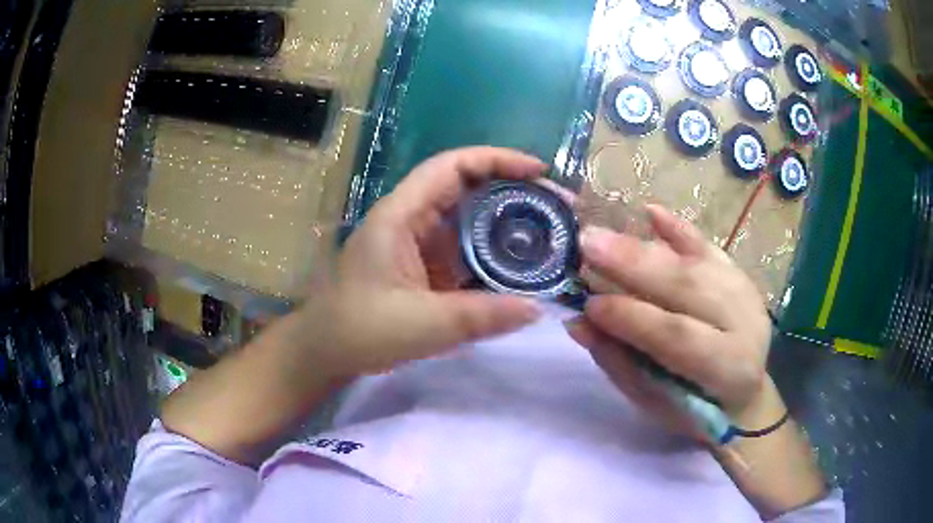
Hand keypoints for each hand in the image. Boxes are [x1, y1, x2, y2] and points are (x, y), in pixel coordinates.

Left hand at [291, 147, 545, 377]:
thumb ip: (481, 317)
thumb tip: (538, 308)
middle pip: (466, 186)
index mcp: (401, 216)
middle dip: (513, 189)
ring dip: (507, 221)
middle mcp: (411, 220)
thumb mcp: (422, 325)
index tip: (539, 172)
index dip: (496, 160)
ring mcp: (418, 244)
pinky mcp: (424, 267)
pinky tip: (522, 265)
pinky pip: (465, 249)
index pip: (452, 167)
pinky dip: (494, 252)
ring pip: (469, 218)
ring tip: (550, 232)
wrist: (325, 353)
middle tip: (558, 207)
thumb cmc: (359, 331)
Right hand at [565, 205, 774, 436]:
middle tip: (587, 245)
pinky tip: (650, 212)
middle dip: (635, 266)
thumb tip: (579, 323)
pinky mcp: (738, 274)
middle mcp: (745, 323)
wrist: (742, 394)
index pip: (678, 337)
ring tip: (601, 235)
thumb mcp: (655, 401)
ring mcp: (745, 292)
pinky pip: (708, 246)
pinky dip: (678, 229)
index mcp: (729, 368)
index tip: (588, 304)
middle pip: (689, 286)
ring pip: (694, 262)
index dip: (634, 319)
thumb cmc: (693, 409)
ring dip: (645, 247)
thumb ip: (620, 362)